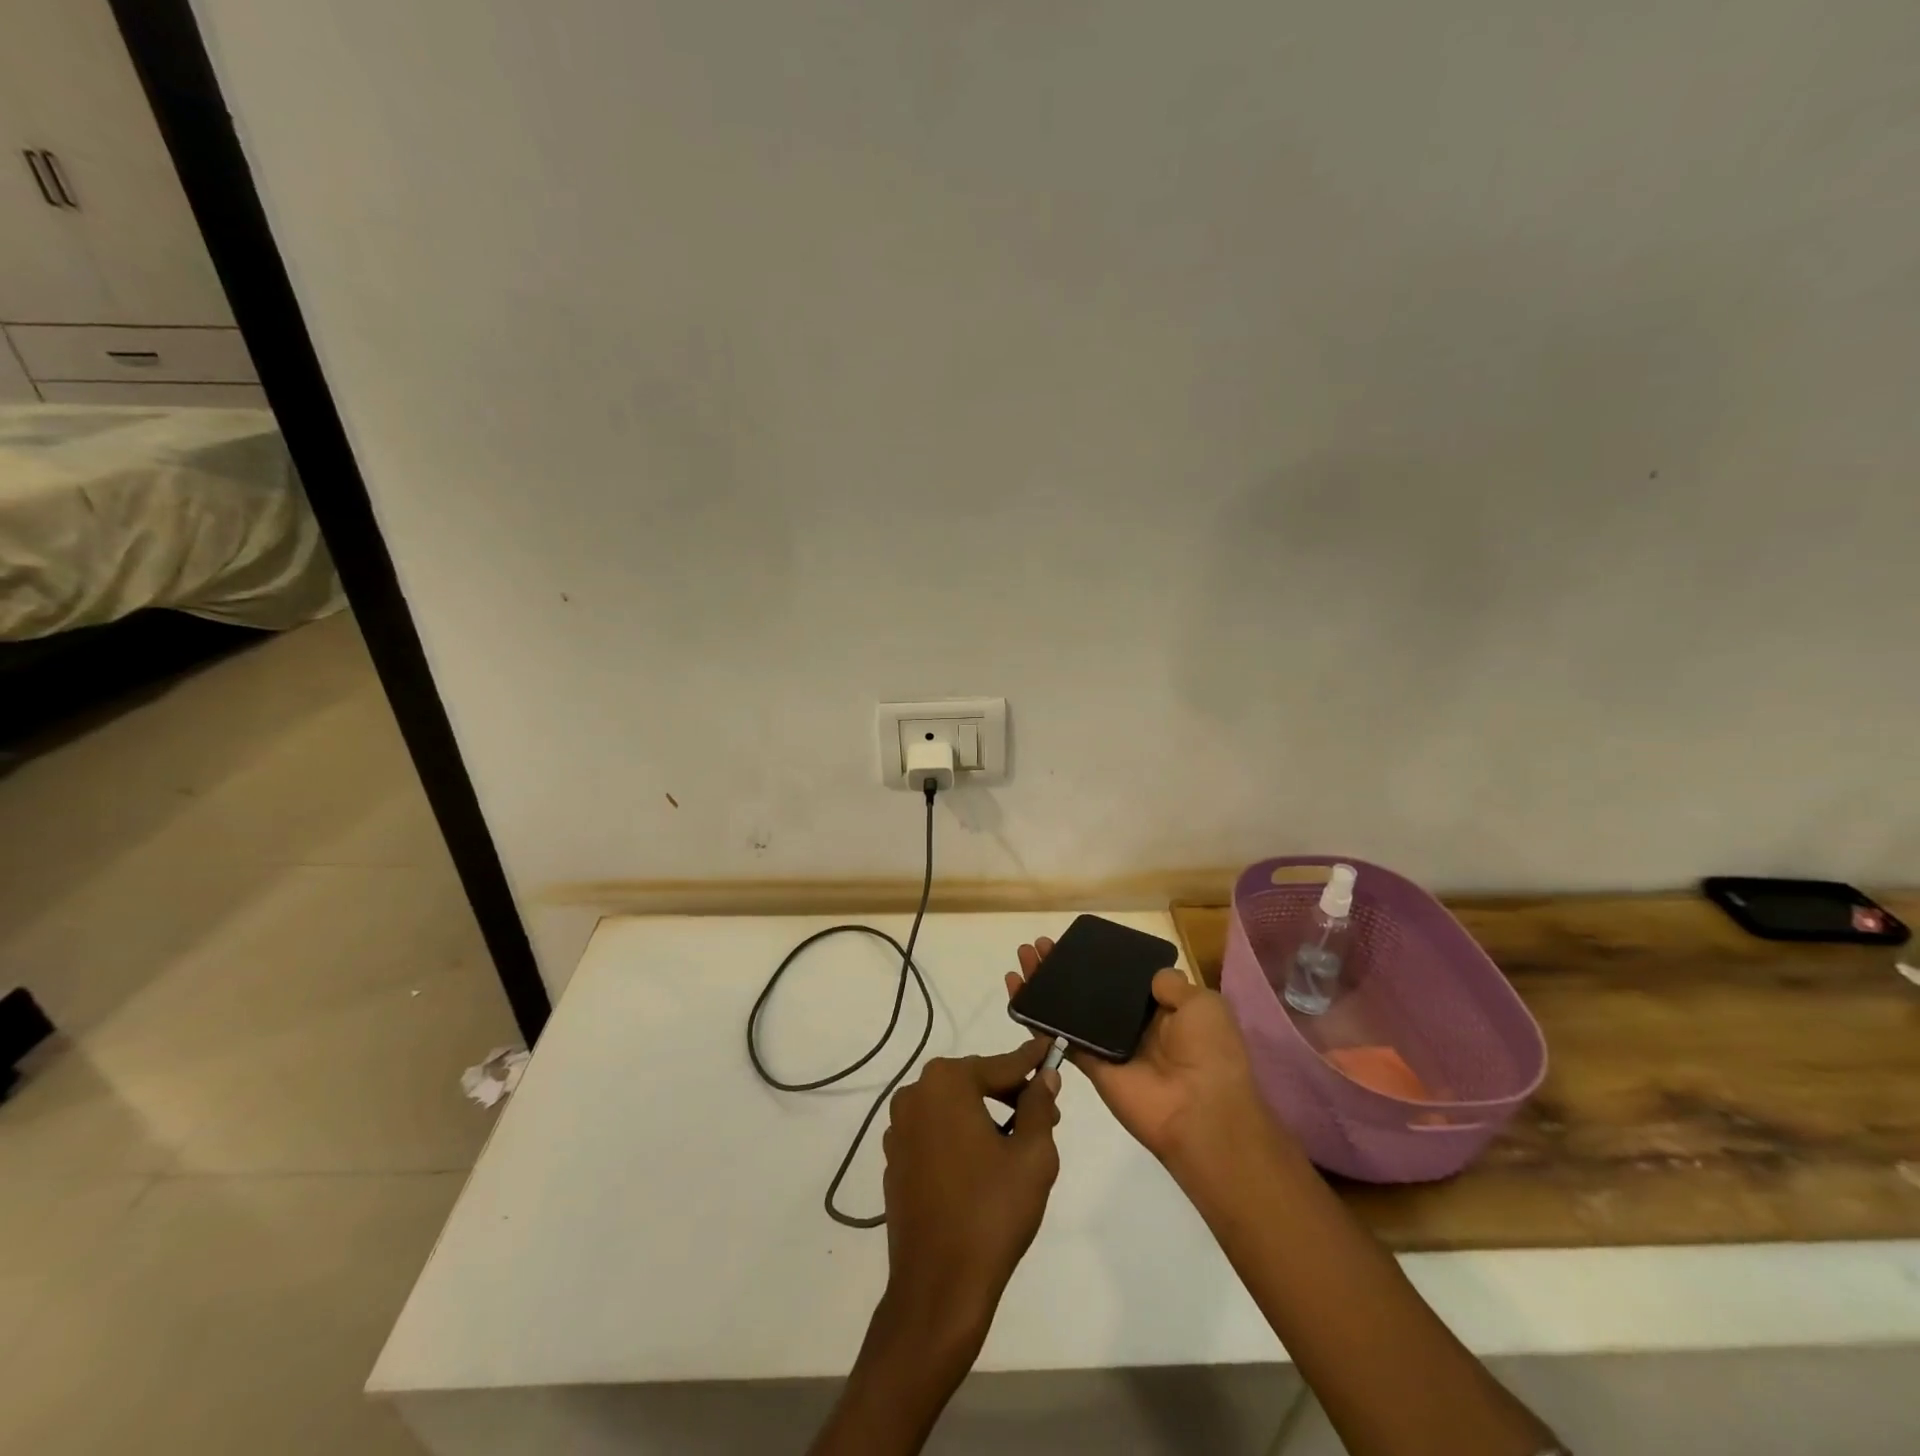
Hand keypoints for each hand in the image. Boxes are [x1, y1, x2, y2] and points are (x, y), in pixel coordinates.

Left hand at [878, 1040, 1061, 1358]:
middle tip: (1047, 1115)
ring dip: (986, 1115)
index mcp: (946, 1083)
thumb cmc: (991, 1213)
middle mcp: (915, 1094)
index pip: (1001, 1064)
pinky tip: (984, 1165)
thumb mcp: (1032, 1155)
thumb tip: (1045, 1077)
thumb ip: (1039, 1106)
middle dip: (1011, 1093)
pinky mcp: (895, 1159)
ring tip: (1019, 1143)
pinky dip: (961, 1136)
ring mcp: (899, 1128)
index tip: (1051, 1048)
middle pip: (975, 1081)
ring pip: (954, 1107)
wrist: (938, 1286)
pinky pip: (936, 1132)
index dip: (1031, 1061)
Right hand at [1008, 939, 1273, 1173]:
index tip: (1074, 942)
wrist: (1202, 1112)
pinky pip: (1061, 1039)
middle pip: (1090, 990)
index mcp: (1164, 1010)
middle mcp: (1133, 1026)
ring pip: (1070, 1010)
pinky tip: (1018, 994)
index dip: (1098, 960)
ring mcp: (1109, 1047)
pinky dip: (1038, 1019)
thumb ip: (1171, 984)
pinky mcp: (1092, 1067)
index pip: (1123, 979)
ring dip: (1045, 986)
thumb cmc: (1209, 1052)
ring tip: (1022, 960)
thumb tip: (1150, 976)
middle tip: (1037, 946)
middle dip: (1063, 968)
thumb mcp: (1203, 1005)